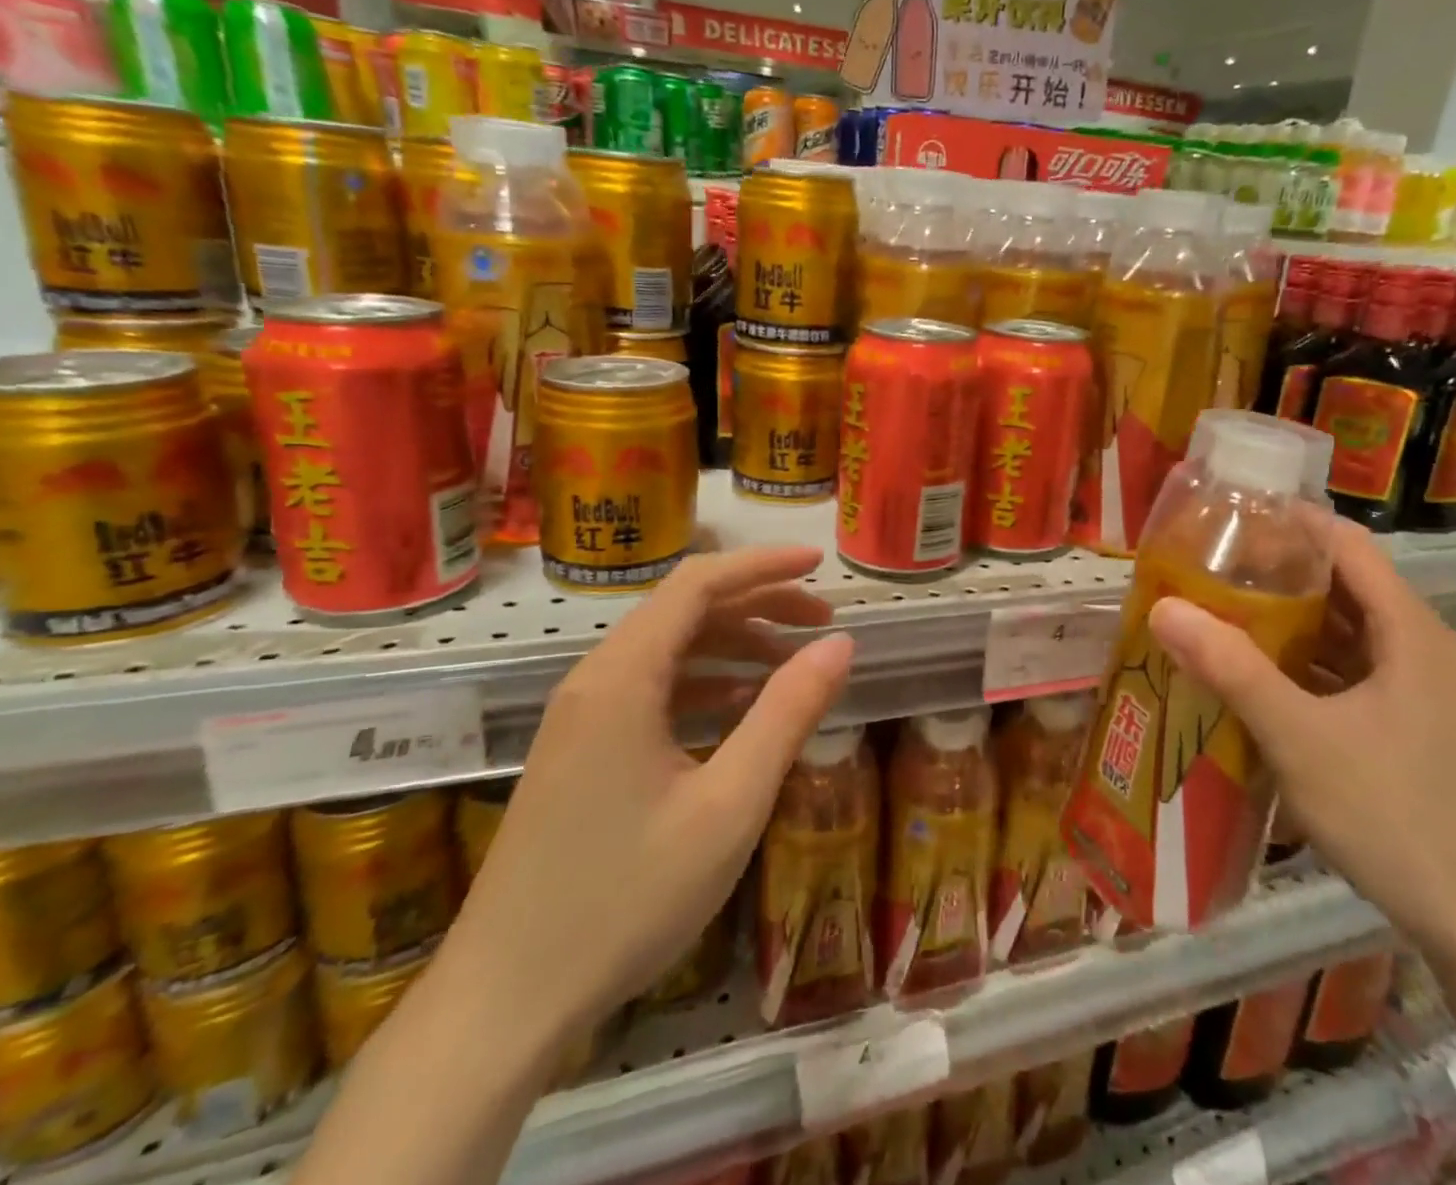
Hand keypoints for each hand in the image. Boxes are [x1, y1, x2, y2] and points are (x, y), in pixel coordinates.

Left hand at [443, 547, 853, 1048]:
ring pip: (669, 650)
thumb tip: (840, 644)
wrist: (503, 1004)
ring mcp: (582, 717)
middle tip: (823, 622)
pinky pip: (652, 690)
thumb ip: (788, 713)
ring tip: (794, 664)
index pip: (698, 583)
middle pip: (685, 610)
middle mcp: (596, 680)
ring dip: (734, 644)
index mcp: (623, 677)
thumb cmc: (626, 899)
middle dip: (759, 605)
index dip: (763, 565)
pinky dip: (705, 684)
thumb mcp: (730, 804)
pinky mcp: (581, 751)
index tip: (819, 564)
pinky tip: (743, 710)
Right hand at [1146, 510, 1455, 951]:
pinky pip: (1343, 672)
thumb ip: (1231, 668)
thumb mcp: (1299, 736)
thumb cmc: (1394, 814)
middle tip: (1206, 565)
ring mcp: (1412, 689)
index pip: (1345, 544)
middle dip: (1275, 570)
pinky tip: (1252, 675)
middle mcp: (1414, 646)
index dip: (1289, 521)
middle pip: (1340, 584)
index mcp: (1406, 629)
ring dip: (1284, 619)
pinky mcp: (1402, 725)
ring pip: (1340, 631)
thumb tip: (1163, 608)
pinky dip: (1299, 663)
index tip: (1228, 514)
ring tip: (1216, 610)